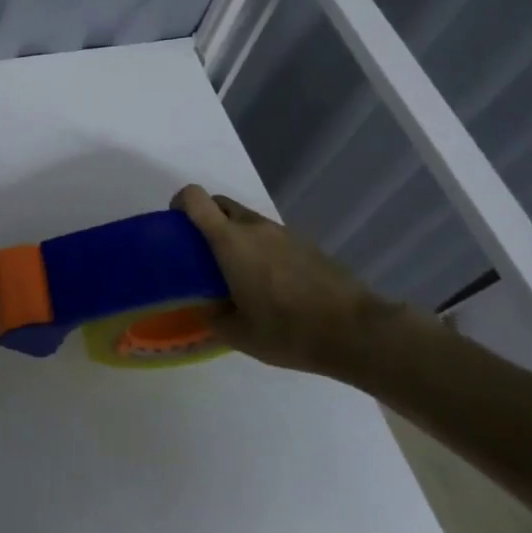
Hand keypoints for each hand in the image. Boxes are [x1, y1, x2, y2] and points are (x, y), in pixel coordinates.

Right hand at [171, 184, 392, 376]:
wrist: (357, 332)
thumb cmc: (287, 330)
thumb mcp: (236, 333)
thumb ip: (212, 316)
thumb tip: (205, 307)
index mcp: (230, 242)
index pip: (195, 198)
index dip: (179, 204)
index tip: (174, 226)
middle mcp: (256, 228)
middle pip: (220, 204)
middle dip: (204, 219)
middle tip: (200, 253)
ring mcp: (285, 234)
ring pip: (247, 221)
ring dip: (233, 236)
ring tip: (235, 274)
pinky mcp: (307, 246)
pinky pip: (271, 237)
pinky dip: (259, 249)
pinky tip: (267, 284)